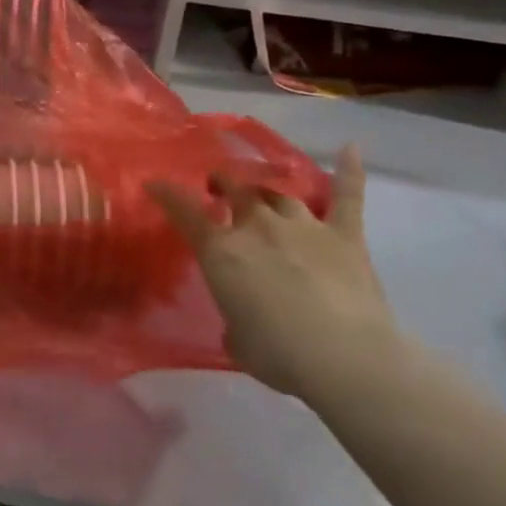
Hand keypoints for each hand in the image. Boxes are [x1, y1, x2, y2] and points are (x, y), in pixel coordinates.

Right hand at [147, 146, 398, 398]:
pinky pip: (347, 197)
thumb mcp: (237, 340)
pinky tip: (350, 149)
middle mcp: (258, 227)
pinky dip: (349, 172)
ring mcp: (304, 226)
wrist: (345, 357)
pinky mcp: (345, 235)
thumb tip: (242, 321)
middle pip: (237, 191)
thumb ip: (234, 319)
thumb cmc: (279, 354)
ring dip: (267, 193)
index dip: (167, 194)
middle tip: (218, 186)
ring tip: (261, 192)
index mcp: (222, 251)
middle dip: (223, 184)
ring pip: (280, 195)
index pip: (185, 212)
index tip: (155, 183)